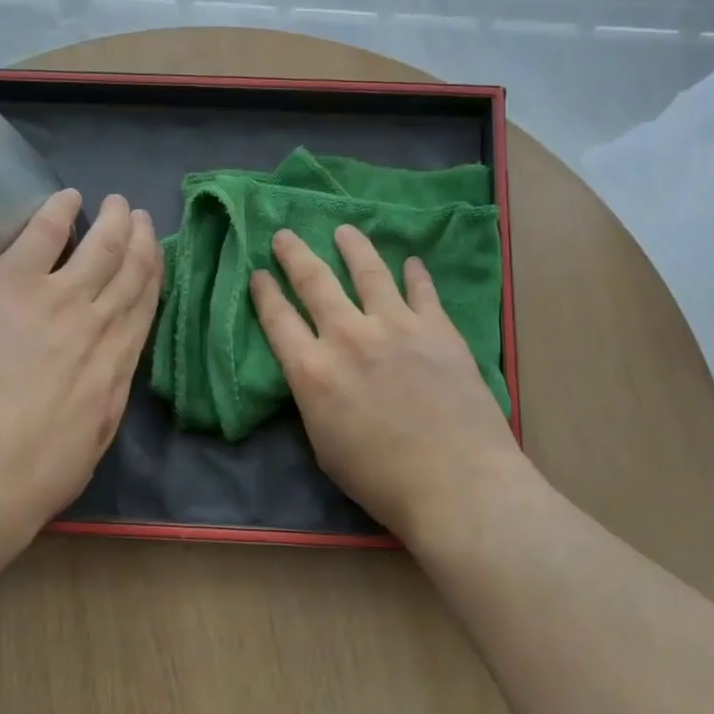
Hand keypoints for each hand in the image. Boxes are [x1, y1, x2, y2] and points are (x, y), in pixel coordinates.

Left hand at [0, 189, 161, 546]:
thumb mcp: (92, 442)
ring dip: (112, 222)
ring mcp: (61, 298)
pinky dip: (59, 213)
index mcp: (119, 364)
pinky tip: (69, 197)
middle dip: (140, 241)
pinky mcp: (16, 283)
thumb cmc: (41, 471)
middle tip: (141, 218)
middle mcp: (101, 322)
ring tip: (117, 202)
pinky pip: (43, 236)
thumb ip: (100, 407)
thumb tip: (101, 395)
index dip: (154, 277)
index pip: (144, 308)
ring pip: (100, 248)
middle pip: (130, 271)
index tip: (157, 256)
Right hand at [249, 225, 527, 543]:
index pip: (277, 319)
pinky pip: (421, 290)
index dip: (265, 292)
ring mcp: (396, 326)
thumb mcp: (324, 446)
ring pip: (368, 271)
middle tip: (284, 235)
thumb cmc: (381, 480)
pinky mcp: (437, 328)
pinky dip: (414, 274)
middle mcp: (348, 336)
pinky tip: (411, 262)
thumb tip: (318, 375)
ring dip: (352, 247)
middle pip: (314, 282)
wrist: (455, 482)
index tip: (258, 273)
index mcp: (312, 371)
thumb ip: (315, 400)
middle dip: (294, 255)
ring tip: (344, 231)